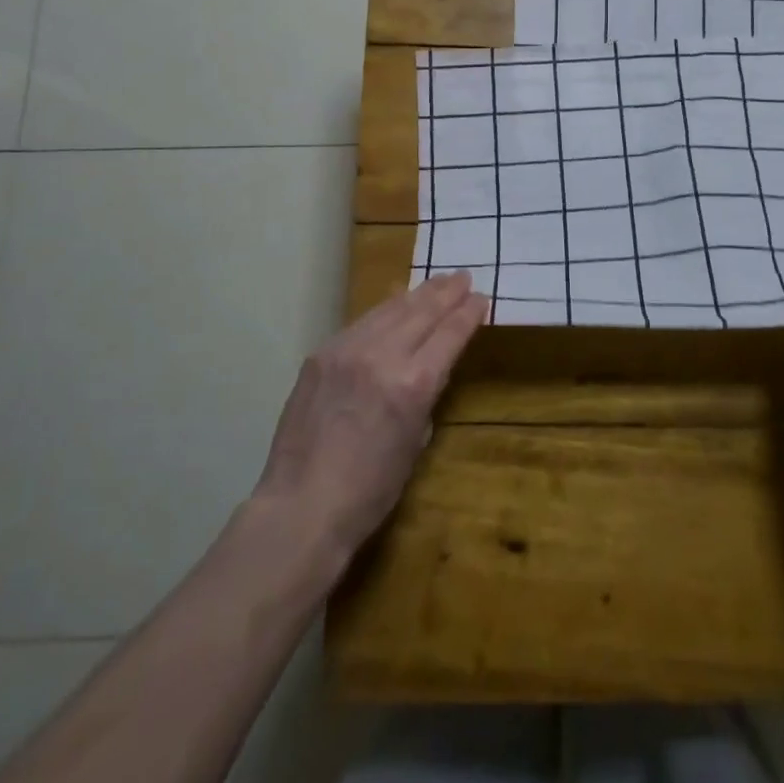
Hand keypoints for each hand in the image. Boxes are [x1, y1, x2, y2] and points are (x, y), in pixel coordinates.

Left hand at [253, 272, 486, 561]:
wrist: (302, 506)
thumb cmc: (370, 491)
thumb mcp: (415, 442)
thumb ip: (425, 395)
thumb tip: (430, 367)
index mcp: (414, 383)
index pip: (450, 333)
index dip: (469, 313)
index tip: (481, 298)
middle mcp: (383, 355)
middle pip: (423, 311)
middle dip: (447, 292)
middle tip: (463, 277)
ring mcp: (349, 350)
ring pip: (391, 308)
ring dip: (417, 293)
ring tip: (435, 282)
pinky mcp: (323, 353)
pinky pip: (361, 322)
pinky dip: (384, 310)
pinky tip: (394, 303)